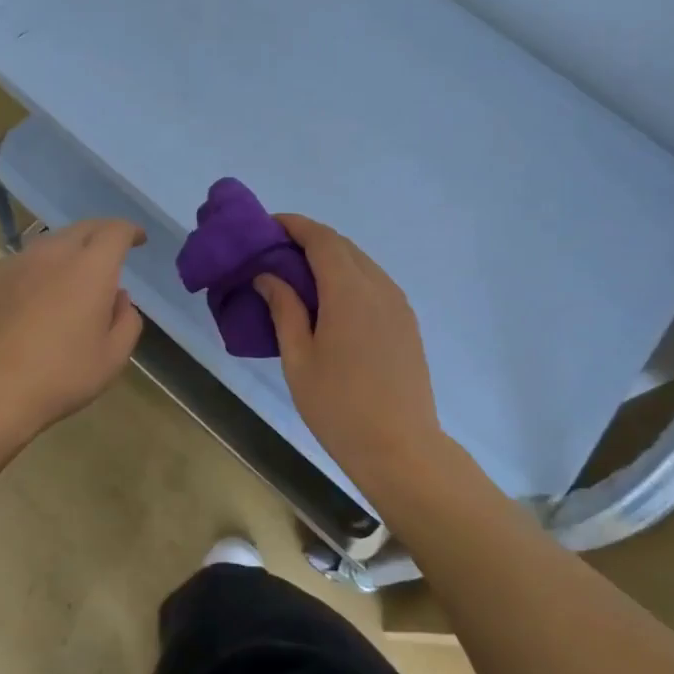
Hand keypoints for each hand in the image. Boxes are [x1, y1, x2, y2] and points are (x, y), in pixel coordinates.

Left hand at [0, 219, 145, 441]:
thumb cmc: (60, 376)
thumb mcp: (113, 357)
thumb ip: (126, 320)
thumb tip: (118, 298)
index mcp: (90, 268)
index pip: (115, 231)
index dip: (131, 231)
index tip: (139, 239)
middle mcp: (54, 254)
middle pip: (83, 228)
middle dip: (102, 234)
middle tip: (112, 252)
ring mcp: (18, 263)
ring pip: (52, 242)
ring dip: (71, 249)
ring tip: (76, 274)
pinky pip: (26, 261)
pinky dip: (43, 267)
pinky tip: (41, 293)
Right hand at [254, 215, 445, 486]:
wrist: (401, 448)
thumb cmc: (339, 407)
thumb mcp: (299, 359)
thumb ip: (284, 309)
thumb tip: (268, 276)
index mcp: (349, 291)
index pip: (321, 239)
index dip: (294, 225)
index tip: (267, 225)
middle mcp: (379, 287)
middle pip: (343, 246)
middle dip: (309, 240)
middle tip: (275, 253)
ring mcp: (398, 304)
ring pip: (361, 264)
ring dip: (330, 259)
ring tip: (298, 276)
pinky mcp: (406, 323)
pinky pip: (375, 284)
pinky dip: (349, 278)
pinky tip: (330, 301)